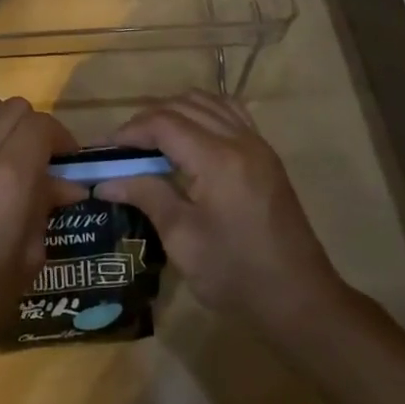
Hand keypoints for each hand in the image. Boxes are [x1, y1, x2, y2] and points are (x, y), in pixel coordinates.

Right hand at [95, 91, 342, 339]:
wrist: (300, 301)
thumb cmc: (236, 276)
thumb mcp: (182, 239)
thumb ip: (146, 196)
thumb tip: (104, 181)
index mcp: (218, 159)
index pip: (163, 123)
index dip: (129, 131)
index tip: (104, 152)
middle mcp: (240, 140)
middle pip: (183, 106)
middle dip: (147, 121)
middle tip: (122, 149)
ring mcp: (257, 144)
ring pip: (207, 102)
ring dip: (174, 113)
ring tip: (151, 142)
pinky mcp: (266, 155)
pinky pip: (229, 113)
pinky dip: (202, 113)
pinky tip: (188, 137)